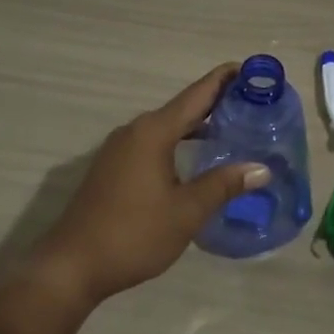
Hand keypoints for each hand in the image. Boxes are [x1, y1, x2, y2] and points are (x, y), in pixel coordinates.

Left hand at [34, 64, 268, 308]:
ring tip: (231, 128)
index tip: (248, 68)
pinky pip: (153, 143)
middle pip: (182, 108)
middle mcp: (135, 131)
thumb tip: (261, 169)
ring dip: (197, 125)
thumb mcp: (186, 212)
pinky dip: (178, 142)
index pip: (196, 95)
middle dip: (215, 103)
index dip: (222, 80)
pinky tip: (195, 159)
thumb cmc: (134, 234)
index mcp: (153, 133)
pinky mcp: (112, 168)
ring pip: (166, 128)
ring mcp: (119, 150)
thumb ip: (223, 185)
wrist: (72, 265)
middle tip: (252, 103)